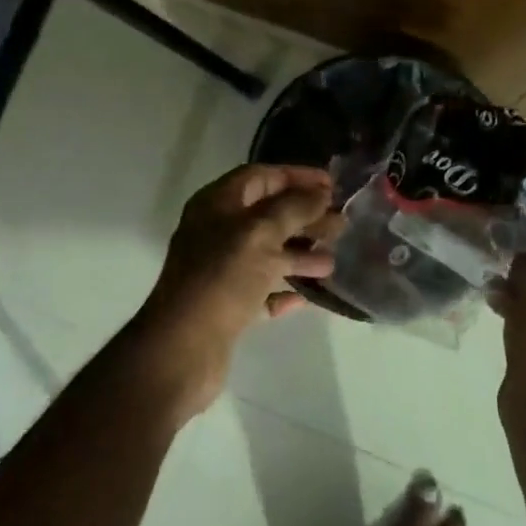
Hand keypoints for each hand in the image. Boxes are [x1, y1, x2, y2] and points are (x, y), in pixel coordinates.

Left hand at [135, 164, 345, 414]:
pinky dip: (285, 290)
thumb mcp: (261, 233)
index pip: (260, 177)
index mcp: (216, 205)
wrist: (184, 347)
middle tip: (341, 224)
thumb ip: (293, 208)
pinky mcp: (227, 307)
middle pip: (267, 215)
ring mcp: (220, 271)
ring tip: (332, 261)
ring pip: (267, 254)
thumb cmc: (222, 278)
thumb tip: (320, 194)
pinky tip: (309, 297)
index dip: (296, 177)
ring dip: (300, 254)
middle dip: (305, 217)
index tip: (332, 185)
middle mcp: (216, 233)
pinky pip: (262, 291)